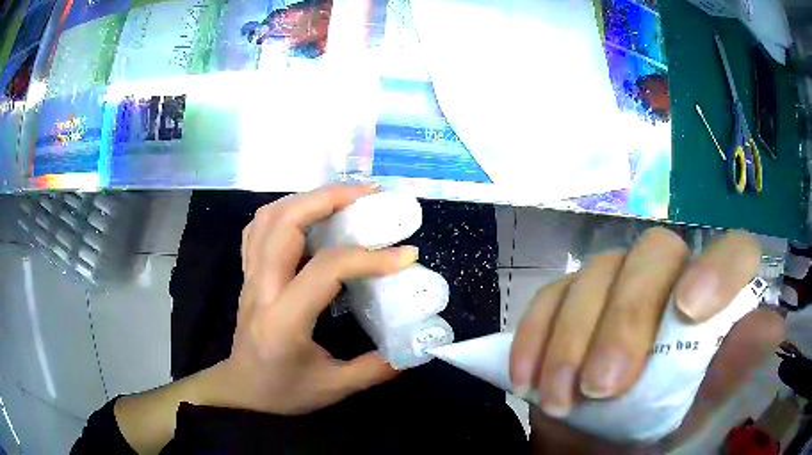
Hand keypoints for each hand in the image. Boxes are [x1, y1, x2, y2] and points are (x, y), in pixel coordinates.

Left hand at [213, 184, 417, 414]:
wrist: (242, 391)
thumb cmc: (284, 391)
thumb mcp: (335, 388)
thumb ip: (376, 368)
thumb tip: (414, 348)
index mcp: (284, 321)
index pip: (325, 270)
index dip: (368, 257)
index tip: (406, 254)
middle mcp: (262, 289)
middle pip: (285, 222)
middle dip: (329, 198)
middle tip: (369, 195)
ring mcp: (250, 277)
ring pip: (268, 217)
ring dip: (307, 198)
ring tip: (344, 199)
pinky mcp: (248, 274)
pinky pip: (259, 228)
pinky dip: (285, 211)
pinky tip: (309, 216)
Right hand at [509, 228, 784, 451]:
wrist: (585, 450)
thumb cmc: (648, 436)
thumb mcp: (691, 415)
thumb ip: (729, 374)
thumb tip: (773, 326)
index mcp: (708, 305)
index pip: (733, 252)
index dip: (718, 267)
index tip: (689, 311)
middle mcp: (667, 282)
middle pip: (653, 254)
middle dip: (627, 318)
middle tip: (602, 386)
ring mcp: (613, 286)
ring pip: (596, 273)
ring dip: (572, 339)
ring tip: (561, 400)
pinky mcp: (566, 301)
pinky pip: (548, 297)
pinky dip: (535, 338)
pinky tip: (528, 382)